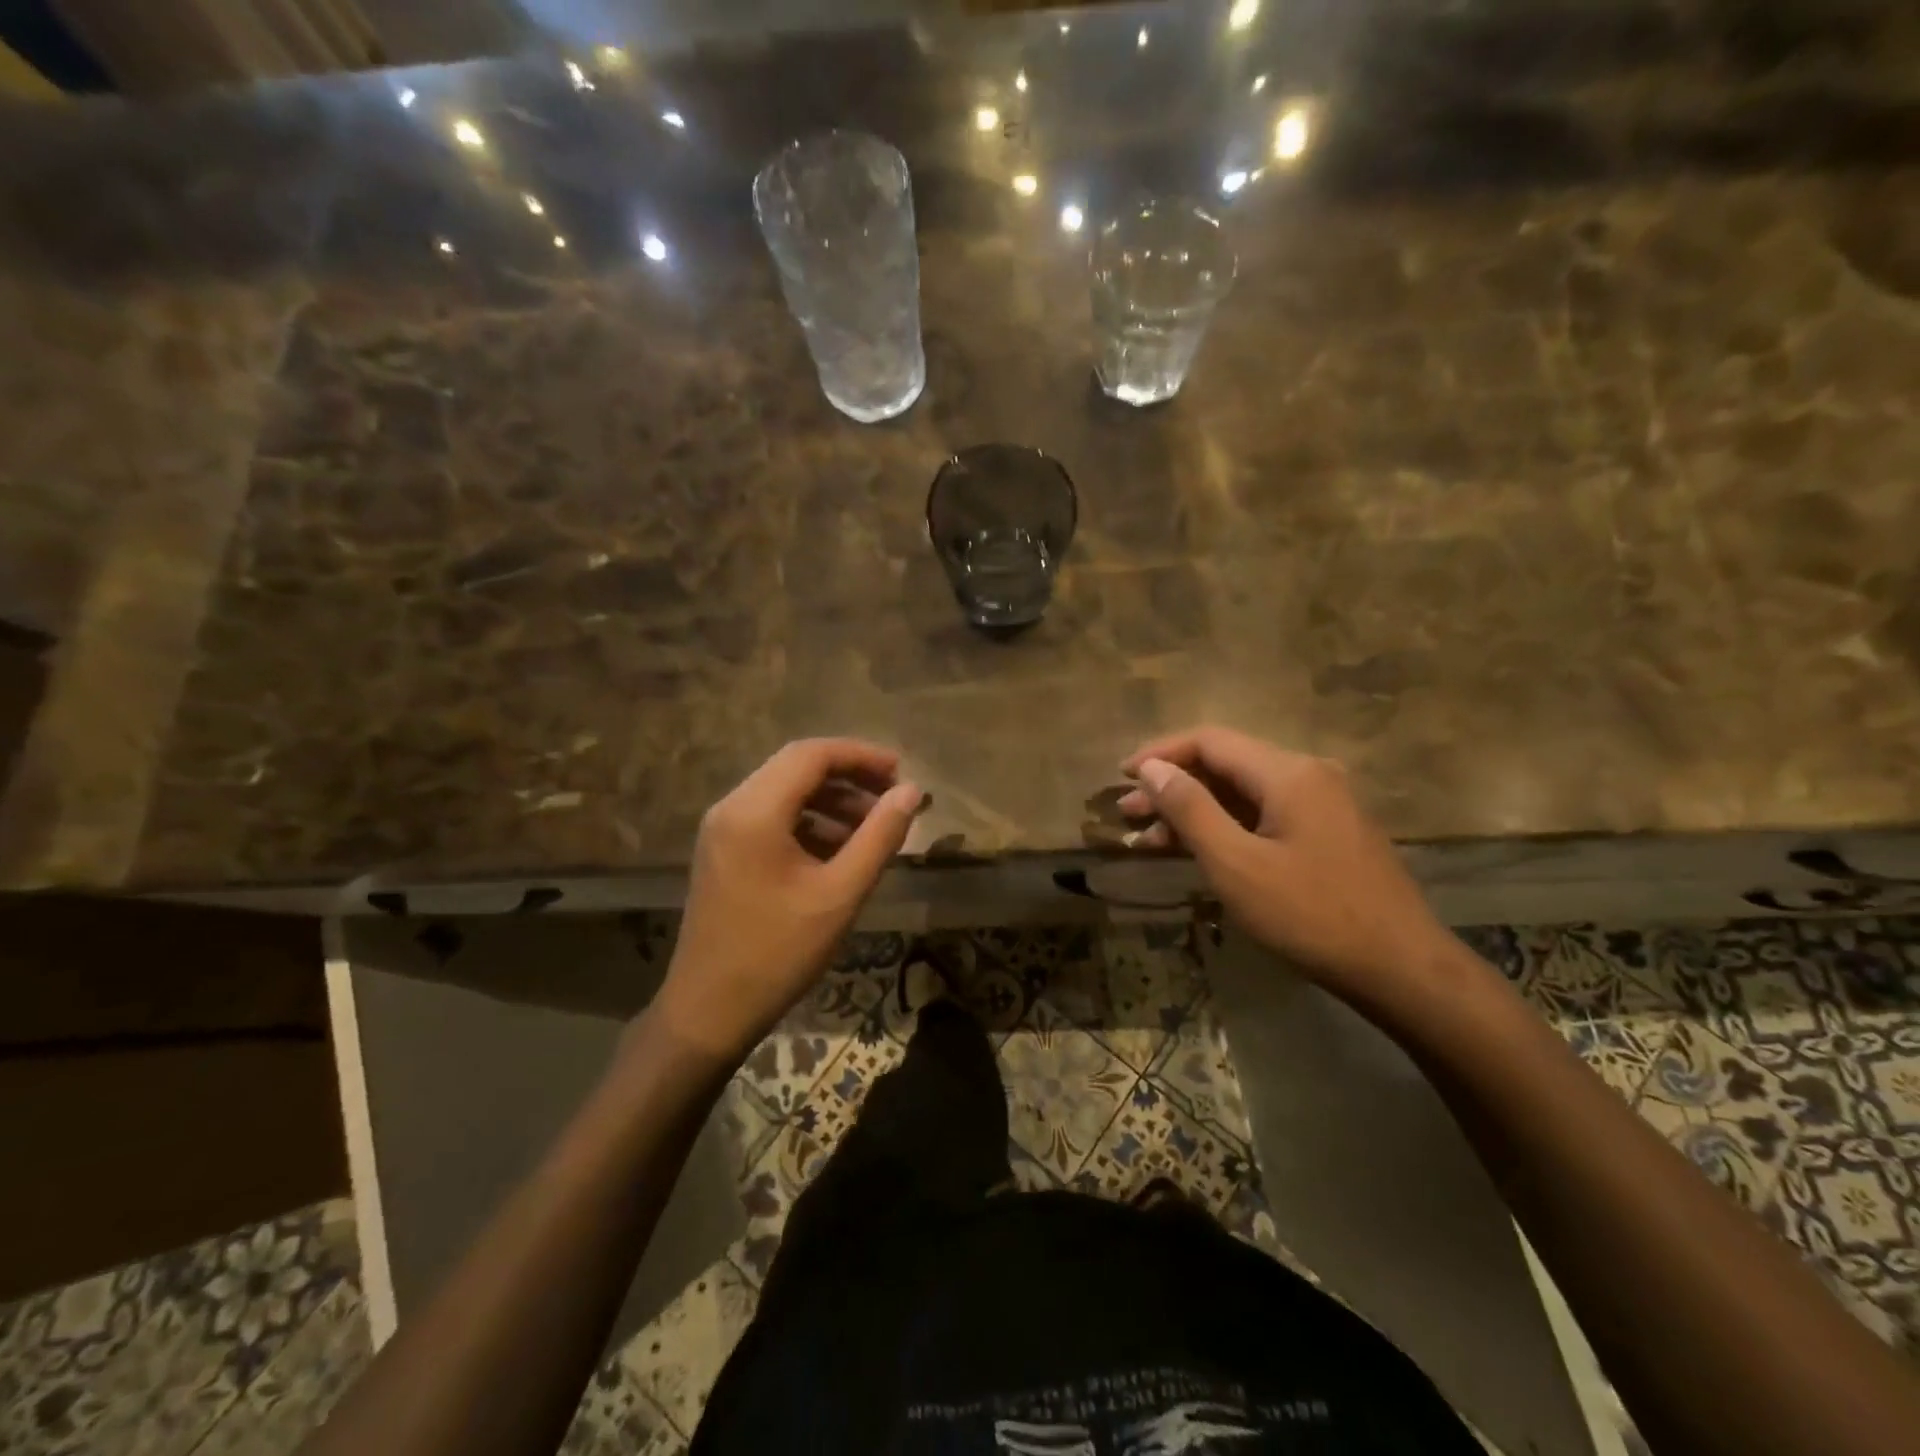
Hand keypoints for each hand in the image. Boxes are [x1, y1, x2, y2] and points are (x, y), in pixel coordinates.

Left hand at [651, 739, 923, 1061]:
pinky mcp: (723, 852)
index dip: (861, 755)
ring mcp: (722, 830)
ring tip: (874, 826)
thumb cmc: (778, 953)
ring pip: (785, 792)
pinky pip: (771, 818)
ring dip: (831, 800)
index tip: (901, 772)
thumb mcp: (840, 894)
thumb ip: (880, 836)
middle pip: (796, 767)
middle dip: (849, 776)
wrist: (708, 1011)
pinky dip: (809, 822)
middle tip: (893, 796)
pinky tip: (839, 850)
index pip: (811, 754)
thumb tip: (911, 792)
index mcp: (754, 811)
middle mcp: (731, 808)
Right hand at [1120, 727, 1459, 1009]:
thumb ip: (1190, 809)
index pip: (1209, 741)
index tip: (1121, 776)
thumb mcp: (1236, 863)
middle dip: (1172, 787)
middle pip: (1225, 765)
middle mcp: (1308, 775)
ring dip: (1194, 811)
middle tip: (1127, 815)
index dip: (1160, 754)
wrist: (1401, 969)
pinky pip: (1264, 816)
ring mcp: (1323, 805)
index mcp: (1288, 772)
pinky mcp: (1328, 834)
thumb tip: (1152, 768)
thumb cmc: (1311, 914)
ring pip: (1243, 794)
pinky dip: (1225, 828)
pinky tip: (1197, 850)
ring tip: (1149, 838)